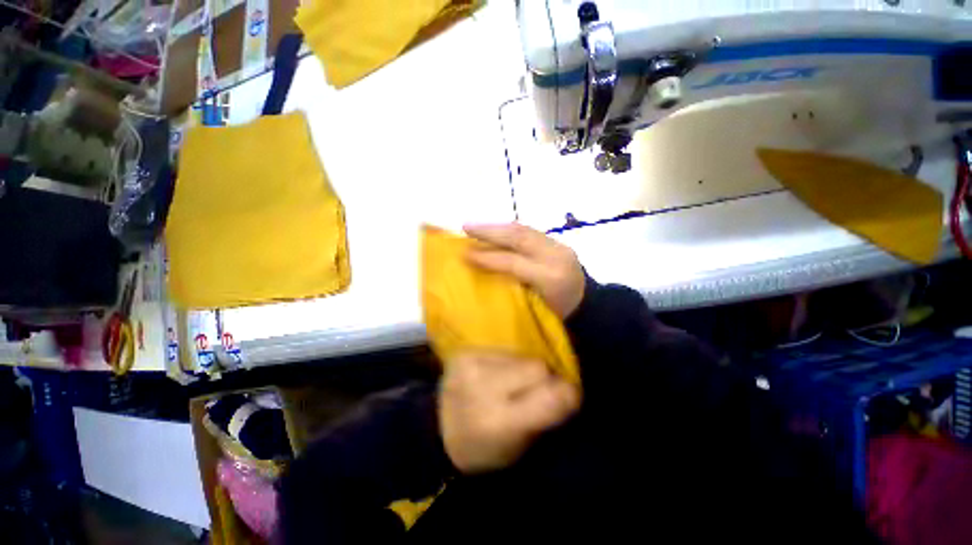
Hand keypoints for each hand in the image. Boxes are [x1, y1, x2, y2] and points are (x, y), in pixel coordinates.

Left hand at [439, 352, 580, 473]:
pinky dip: (507, 362)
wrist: (439, 429)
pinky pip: (502, 350)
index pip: (550, 397)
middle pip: (537, 366)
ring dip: (523, 368)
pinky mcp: (465, 352)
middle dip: (544, 378)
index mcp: (500, 422)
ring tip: (510, 381)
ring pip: (521, 355)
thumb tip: (569, 387)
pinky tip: (495, 373)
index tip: (569, 394)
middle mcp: (484, 388)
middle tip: (534, 389)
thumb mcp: (519, 446)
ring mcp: (471, 365)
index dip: (567, 393)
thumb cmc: (484, 447)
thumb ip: (546, 414)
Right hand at [464, 223, 585, 318]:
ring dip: (498, 226)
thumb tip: (483, 273)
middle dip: (490, 231)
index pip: (514, 262)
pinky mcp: (558, 242)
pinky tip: (496, 230)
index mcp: (551, 278)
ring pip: (524, 230)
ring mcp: (559, 246)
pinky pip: (529, 231)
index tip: (464, 254)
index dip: (488, 258)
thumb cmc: (558, 317)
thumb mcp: (532, 312)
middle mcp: (556, 256)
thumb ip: (511, 291)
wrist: (589, 307)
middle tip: (466, 227)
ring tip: (477, 226)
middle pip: (520, 237)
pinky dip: (509, 230)